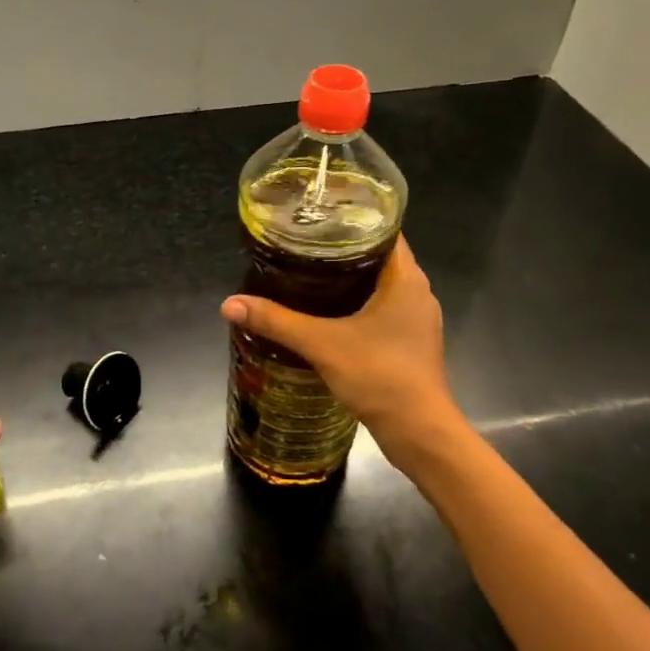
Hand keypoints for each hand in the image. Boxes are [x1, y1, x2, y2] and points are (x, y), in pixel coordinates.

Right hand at [221, 237, 458, 461]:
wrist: (419, 433)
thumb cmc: (380, 376)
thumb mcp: (321, 344)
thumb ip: (276, 321)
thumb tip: (229, 304)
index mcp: (406, 278)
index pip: (383, 230)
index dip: (351, 218)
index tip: (317, 217)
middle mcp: (417, 291)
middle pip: (378, 256)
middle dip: (341, 250)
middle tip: (301, 245)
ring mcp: (416, 319)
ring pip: (381, 285)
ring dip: (349, 279)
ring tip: (308, 275)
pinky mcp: (410, 342)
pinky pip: (382, 309)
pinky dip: (357, 304)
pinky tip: (328, 313)